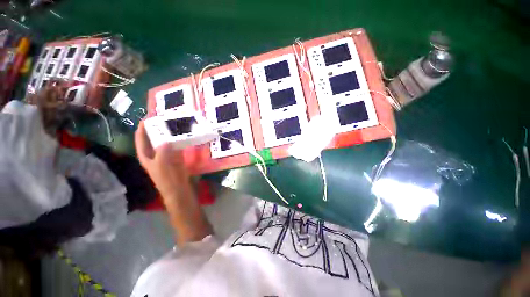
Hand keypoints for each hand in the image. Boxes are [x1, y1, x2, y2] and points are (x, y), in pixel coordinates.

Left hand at [135, 121, 190, 201]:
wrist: (178, 186)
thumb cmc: (166, 177)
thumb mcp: (162, 164)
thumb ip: (163, 152)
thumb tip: (167, 140)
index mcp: (146, 154)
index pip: (141, 138)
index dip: (143, 127)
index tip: (148, 117)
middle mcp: (154, 151)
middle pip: (154, 136)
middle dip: (158, 127)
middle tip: (165, 117)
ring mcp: (166, 152)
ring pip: (166, 139)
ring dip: (169, 132)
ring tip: (175, 122)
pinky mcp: (176, 154)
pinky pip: (176, 144)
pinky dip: (179, 139)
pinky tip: (183, 133)